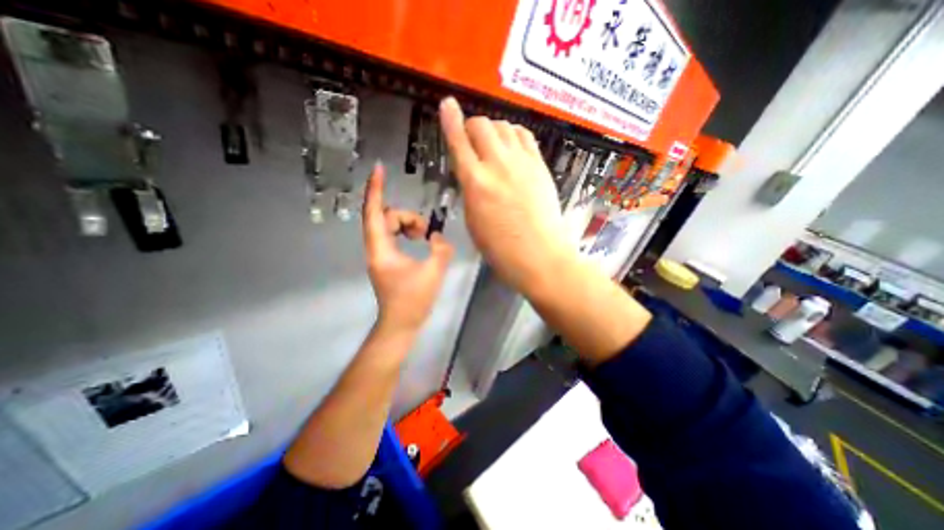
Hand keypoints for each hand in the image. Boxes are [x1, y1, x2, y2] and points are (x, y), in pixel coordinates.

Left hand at [363, 163, 452, 333]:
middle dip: (406, 217)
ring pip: (389, 226)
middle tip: (425, 231)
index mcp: (381, 249)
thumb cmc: (413, 300)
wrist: (401, 324)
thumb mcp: (433, 272)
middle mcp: (376, 248)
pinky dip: (406, 233)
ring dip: (408, 225)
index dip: (376, 189)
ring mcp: (380, 254)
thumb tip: (439, 236)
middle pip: (385, 217)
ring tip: (424, 237)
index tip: (379, 169)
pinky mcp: (387, 260)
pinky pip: (393, 236)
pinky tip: (418, 242)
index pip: (374, 212)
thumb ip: (441, 249)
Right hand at [441, 95, 566, 294]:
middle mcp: (498, 165)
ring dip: (494, 130)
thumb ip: (470, 191)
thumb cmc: (500, 249)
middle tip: (472, 142)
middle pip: (482, 126)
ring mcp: (523, 163)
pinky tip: (512, 146)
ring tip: (493, 144)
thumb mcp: (473, 221)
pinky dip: (514, 135)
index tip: (447, 105)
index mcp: (476, 183)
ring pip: (505, 126)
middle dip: (472, 128)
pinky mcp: (540, 166)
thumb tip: (472, 174)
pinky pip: (526, 136)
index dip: (450, 121)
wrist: (540, 256)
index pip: (459, 142)